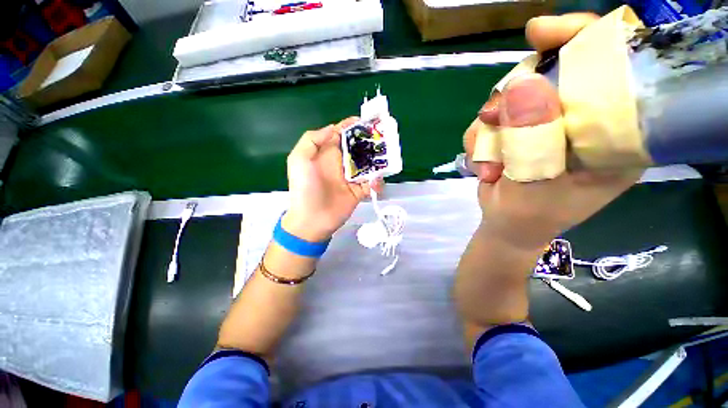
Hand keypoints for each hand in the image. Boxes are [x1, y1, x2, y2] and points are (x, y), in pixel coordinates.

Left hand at [284, 117, 379, 241]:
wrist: (312, 219)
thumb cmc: (305, 189)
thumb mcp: (298, 160)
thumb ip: (312, 140)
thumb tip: (333, 128)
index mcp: (327, 154)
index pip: (341, 135)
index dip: (352, 127)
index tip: (365, 121)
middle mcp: (341, 164)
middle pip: (358, 148)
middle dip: (370, 142)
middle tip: (382, 139)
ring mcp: (351, 178)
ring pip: (369, 165)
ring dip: (378, 162)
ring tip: (386, 159)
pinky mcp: (359, 192)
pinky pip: (372, 184)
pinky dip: (377, 182)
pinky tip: (376, 182)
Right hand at [463, 13, 642, 249]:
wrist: (506, 226)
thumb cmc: (530, 217)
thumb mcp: (535, 185)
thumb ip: (532, 140)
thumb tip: (520, 84)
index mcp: (614, 132)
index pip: (612, 65)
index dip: (581, 40)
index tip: (540, 32)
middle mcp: (583, 119)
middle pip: (551, 73)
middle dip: (514, 95)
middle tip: (493, 121)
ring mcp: (547, 123)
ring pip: (511, 97)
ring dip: (489, 129)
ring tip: (489, 164)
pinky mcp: (519, 130)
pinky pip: (491, 118)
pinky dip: (479, 140)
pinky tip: (484, 165)